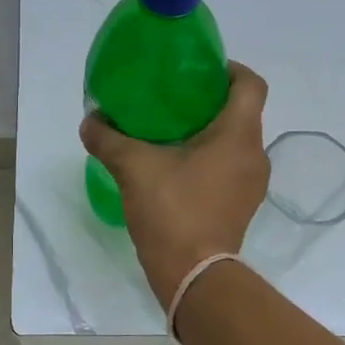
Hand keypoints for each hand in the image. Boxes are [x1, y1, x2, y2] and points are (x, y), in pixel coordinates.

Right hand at [80, 62, 270, 306]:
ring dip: (209, 132)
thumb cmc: (172, 211)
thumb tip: (90, 121)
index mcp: (238, 135)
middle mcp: (254, 155)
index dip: (229, 69)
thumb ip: (108, 139)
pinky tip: (176, 167)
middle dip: (210, 100)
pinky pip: (230, 167)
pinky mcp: (241, 206)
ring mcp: (251, 184)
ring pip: (235, 142)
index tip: (198, 70)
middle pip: (242, 112)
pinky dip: (209, 159)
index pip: (251, 84)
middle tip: (173, 99)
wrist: (193, 276)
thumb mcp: (133, 168)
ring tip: (170, 132)